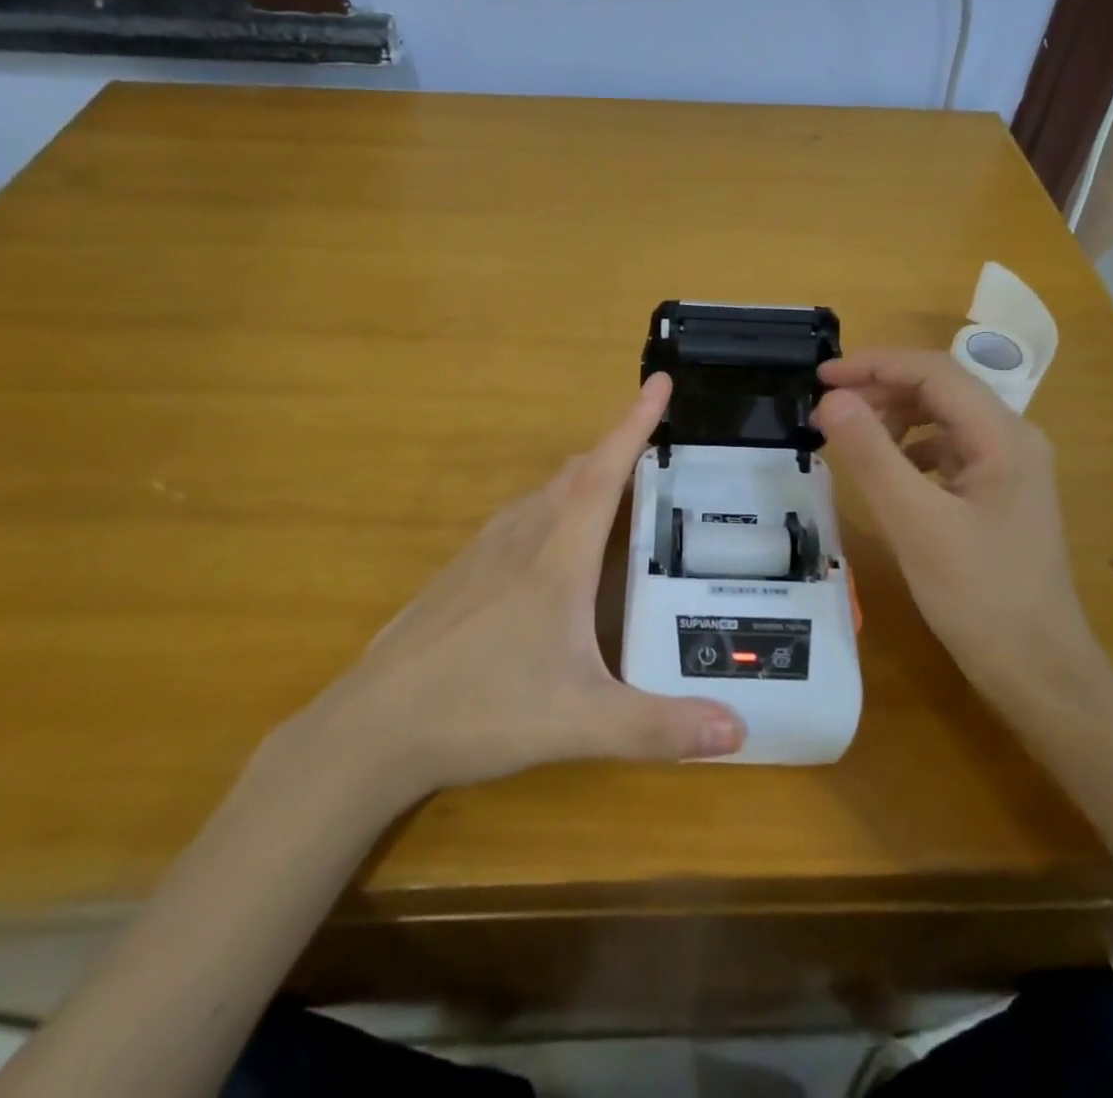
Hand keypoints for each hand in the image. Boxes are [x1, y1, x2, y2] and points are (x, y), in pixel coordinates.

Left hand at [287, 373, 745, 796]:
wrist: (372, 727)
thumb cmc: (481, 709)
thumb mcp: (580, 723)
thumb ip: (659, 728)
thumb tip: (740, 732)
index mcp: (558, 557)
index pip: (606, 473)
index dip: (635, 424)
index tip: (658, 380)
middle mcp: (522, 538)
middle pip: (576, 475)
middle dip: (616, 451)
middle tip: (654, 450)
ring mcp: (483, 552)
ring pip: (543, 494)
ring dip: (583, 479)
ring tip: (614, 491)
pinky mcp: (460, 573)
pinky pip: (517, 519)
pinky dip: (550, 508)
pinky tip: (550, 545)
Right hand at [813, 349, 1106, 710]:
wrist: (1039, 672)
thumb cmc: (979, 596)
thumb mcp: (916, 523)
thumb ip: (871, 455)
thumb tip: (831, 400)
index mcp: (1003, 435)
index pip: (933, 372)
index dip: (874, 365)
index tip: (821, 377)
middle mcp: (1012, 440)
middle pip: (940, 390)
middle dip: (880, 391)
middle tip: (826, 411)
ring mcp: (1009, 470)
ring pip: (942, 420)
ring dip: (893, 419)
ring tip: (848, 437)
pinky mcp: (997, 498)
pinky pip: (947, 453)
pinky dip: (909, 450)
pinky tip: (885, 472)